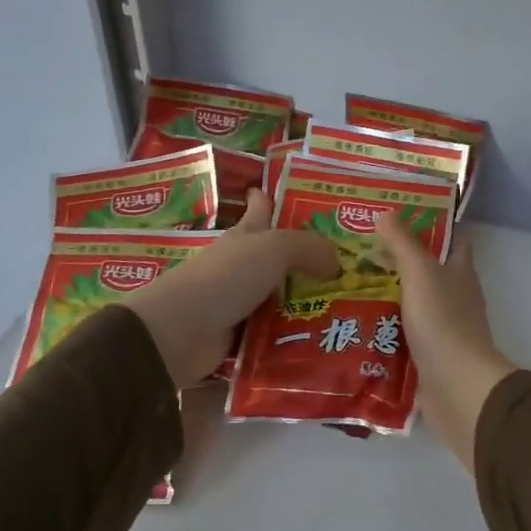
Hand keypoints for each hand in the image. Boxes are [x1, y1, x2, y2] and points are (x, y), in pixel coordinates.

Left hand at [130, 190, 338, 385]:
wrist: (181, 331)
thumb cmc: (226, 277)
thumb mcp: (274, 249)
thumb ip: (310, 248)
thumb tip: (337, 262)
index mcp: (246, 235)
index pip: (260, 208)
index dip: (270, 198)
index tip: (289, 192)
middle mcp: (242, 265)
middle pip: (278, 256)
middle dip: (307, 257)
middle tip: (347, 263)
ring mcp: (240, 301)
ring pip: (281, 296)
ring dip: (307, 301)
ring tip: (348, 305)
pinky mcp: (240, 335)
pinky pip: (275, 332)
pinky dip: (294, 335)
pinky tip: (322, 338)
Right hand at [373, 213, 517, 473]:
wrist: (457, 389)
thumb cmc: (443, 323)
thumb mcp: (421, 274)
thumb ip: (403, 245)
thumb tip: (386, 213)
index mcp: (460, 272)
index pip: (452, 240)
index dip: (432, 226)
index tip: (399, 216)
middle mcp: (455, 298)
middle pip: (427, 273)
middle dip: (398, 263)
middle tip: (357, 251)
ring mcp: (442, 330)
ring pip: (411, 306)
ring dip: (385, 298)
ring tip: (345, 286)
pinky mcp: (428, 358)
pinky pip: (401, 338)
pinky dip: (382, 332)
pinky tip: (353, 326)